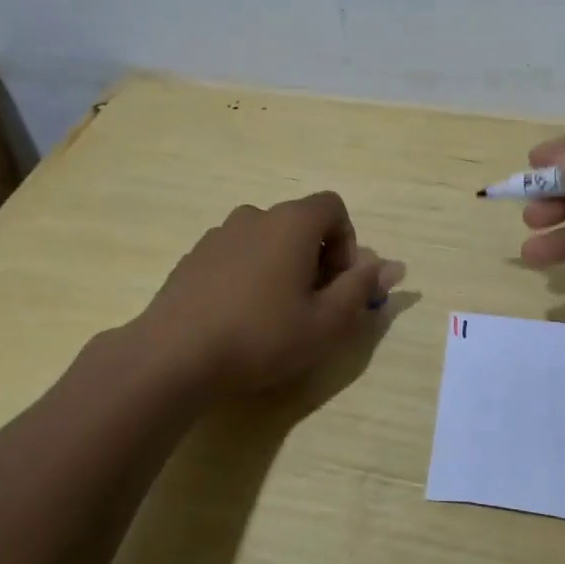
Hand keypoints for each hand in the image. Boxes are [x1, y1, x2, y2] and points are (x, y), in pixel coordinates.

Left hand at [135, 191, 405, 400]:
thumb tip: (390, 266)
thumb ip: (362, 288)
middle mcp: (255, 216)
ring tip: (276, 314)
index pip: (333, 207)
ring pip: (267, 241)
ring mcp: (218, 235)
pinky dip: (249, 275)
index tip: (340, 283)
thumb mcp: (327, 322)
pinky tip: (240, 317)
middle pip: (300, 224)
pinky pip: (236, 256)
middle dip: (317, 258)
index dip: (347, 242)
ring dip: (282, 267)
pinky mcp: (193, 258)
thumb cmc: (262, 336)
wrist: (174, 355)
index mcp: (291, 222)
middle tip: (314, 305)